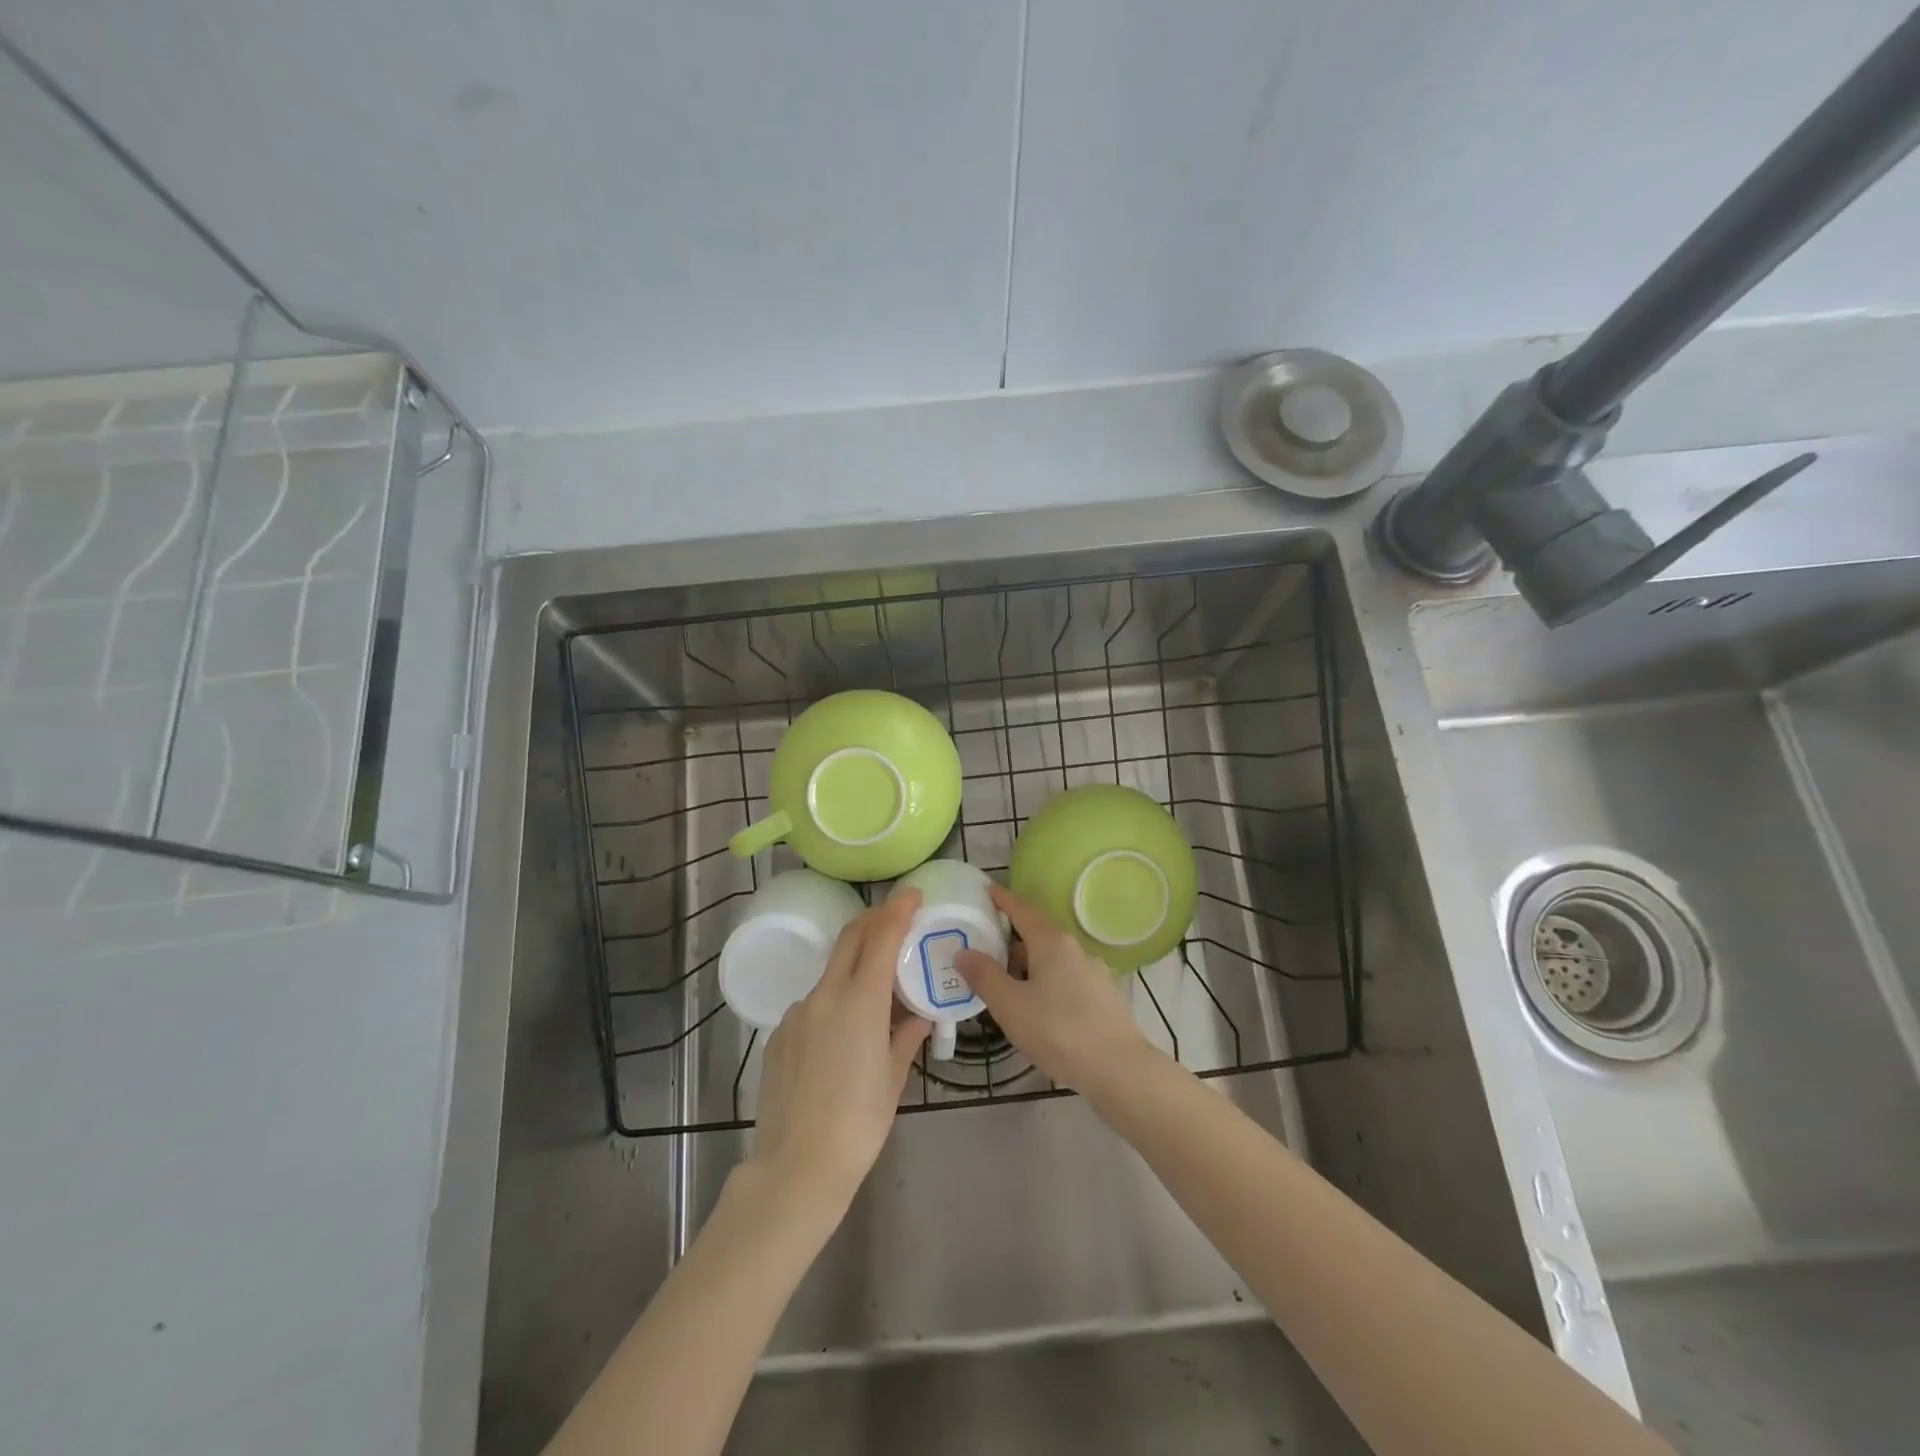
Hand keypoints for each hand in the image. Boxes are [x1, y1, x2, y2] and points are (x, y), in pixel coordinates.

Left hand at [743, 890, 929, 1219]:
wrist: (796, 1166)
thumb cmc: (859, 1123)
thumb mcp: (894, 1077)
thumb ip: (906, 1035)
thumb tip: (918, 1015)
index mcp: (859, 1001)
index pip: (880, 938)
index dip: (897, 910)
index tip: (913, 893)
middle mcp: (824, 995)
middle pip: (850, 939)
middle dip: (874, 919)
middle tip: (897, 915)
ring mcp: (797, 1013)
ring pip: (831, 973)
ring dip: (855, 966)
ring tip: (878, 992)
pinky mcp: (779, 1034)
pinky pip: (813, 1004)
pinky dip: (835, 1001)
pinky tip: (844, 1036)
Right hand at [954, 884, 1153, 1098]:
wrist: (1121, 1071)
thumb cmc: (1060, 1032)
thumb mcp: (1011, 1006)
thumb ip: (985, 976)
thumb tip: (963, 952)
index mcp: (1053, 943)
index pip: (1023, 910)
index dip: (1003, 900)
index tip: (987, 889)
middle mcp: (1076, 950)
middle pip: (1038, 935)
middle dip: (1011, 938)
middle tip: (984, 943)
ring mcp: (1094, 974)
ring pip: (1052, 960)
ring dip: (1028, 964)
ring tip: (1004, 980)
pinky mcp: (1103, 999)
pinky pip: (1066, 980)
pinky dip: (1045, 983)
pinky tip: (1036, 1006)